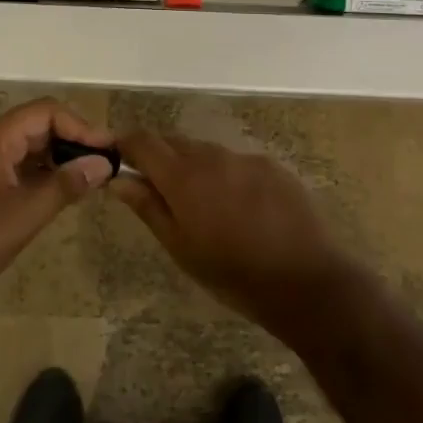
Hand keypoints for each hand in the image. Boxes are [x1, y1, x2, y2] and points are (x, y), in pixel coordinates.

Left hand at [0, 98, 114, 332]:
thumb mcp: (23, 215)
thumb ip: (64, 185)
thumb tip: (103, 163)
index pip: (48, 112)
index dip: (82, 127)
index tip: (110, 151)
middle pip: (38, 124)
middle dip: (73, 140)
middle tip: (104, 166)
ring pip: (27, 146)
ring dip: (58, 158)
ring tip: (87, 180)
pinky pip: (15, 165)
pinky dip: (40, 173)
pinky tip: (57, 194)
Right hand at [110, 132, 360, 340]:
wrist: (305, 281)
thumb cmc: (232, 273)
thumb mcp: (180, 248)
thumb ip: (148, 206)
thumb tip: (118, 179)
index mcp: (183, 176)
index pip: (143, 140)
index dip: (125, 144)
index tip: (117, 158)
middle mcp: (211, 156)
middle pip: (174, 142)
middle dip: (159, 157)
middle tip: (157, 189)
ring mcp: (244, 158)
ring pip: (206, 152)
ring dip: (194, 167)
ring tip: (202, 204)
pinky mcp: (271, 165)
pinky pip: (237, 162)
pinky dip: (227, 175)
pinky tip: (240, 207)